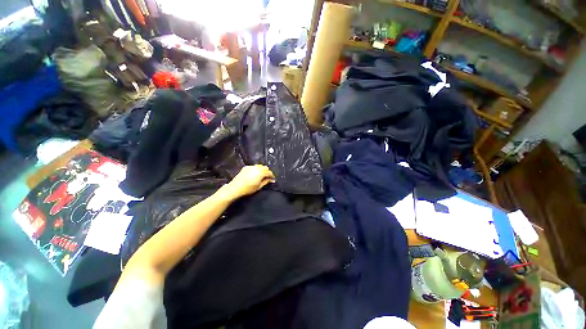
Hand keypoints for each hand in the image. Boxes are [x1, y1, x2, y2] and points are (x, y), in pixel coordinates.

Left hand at [219, 165, 275, 200]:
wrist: (235, 188)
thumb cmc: (248, 189)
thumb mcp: (259, 186)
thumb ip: (266, 182)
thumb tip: (271, 180)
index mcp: (261, 172)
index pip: (269, 172)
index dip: (272, 176)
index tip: (273, 179)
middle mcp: (256, 167)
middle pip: (265, 168)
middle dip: (267, 172)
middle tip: (268, 178)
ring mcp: (251, 166)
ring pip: (260, 166)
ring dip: (262, 170)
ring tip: (262, 176)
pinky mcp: (246, 167)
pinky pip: (254, 167)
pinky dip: (257, 169)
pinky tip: (255, 174)